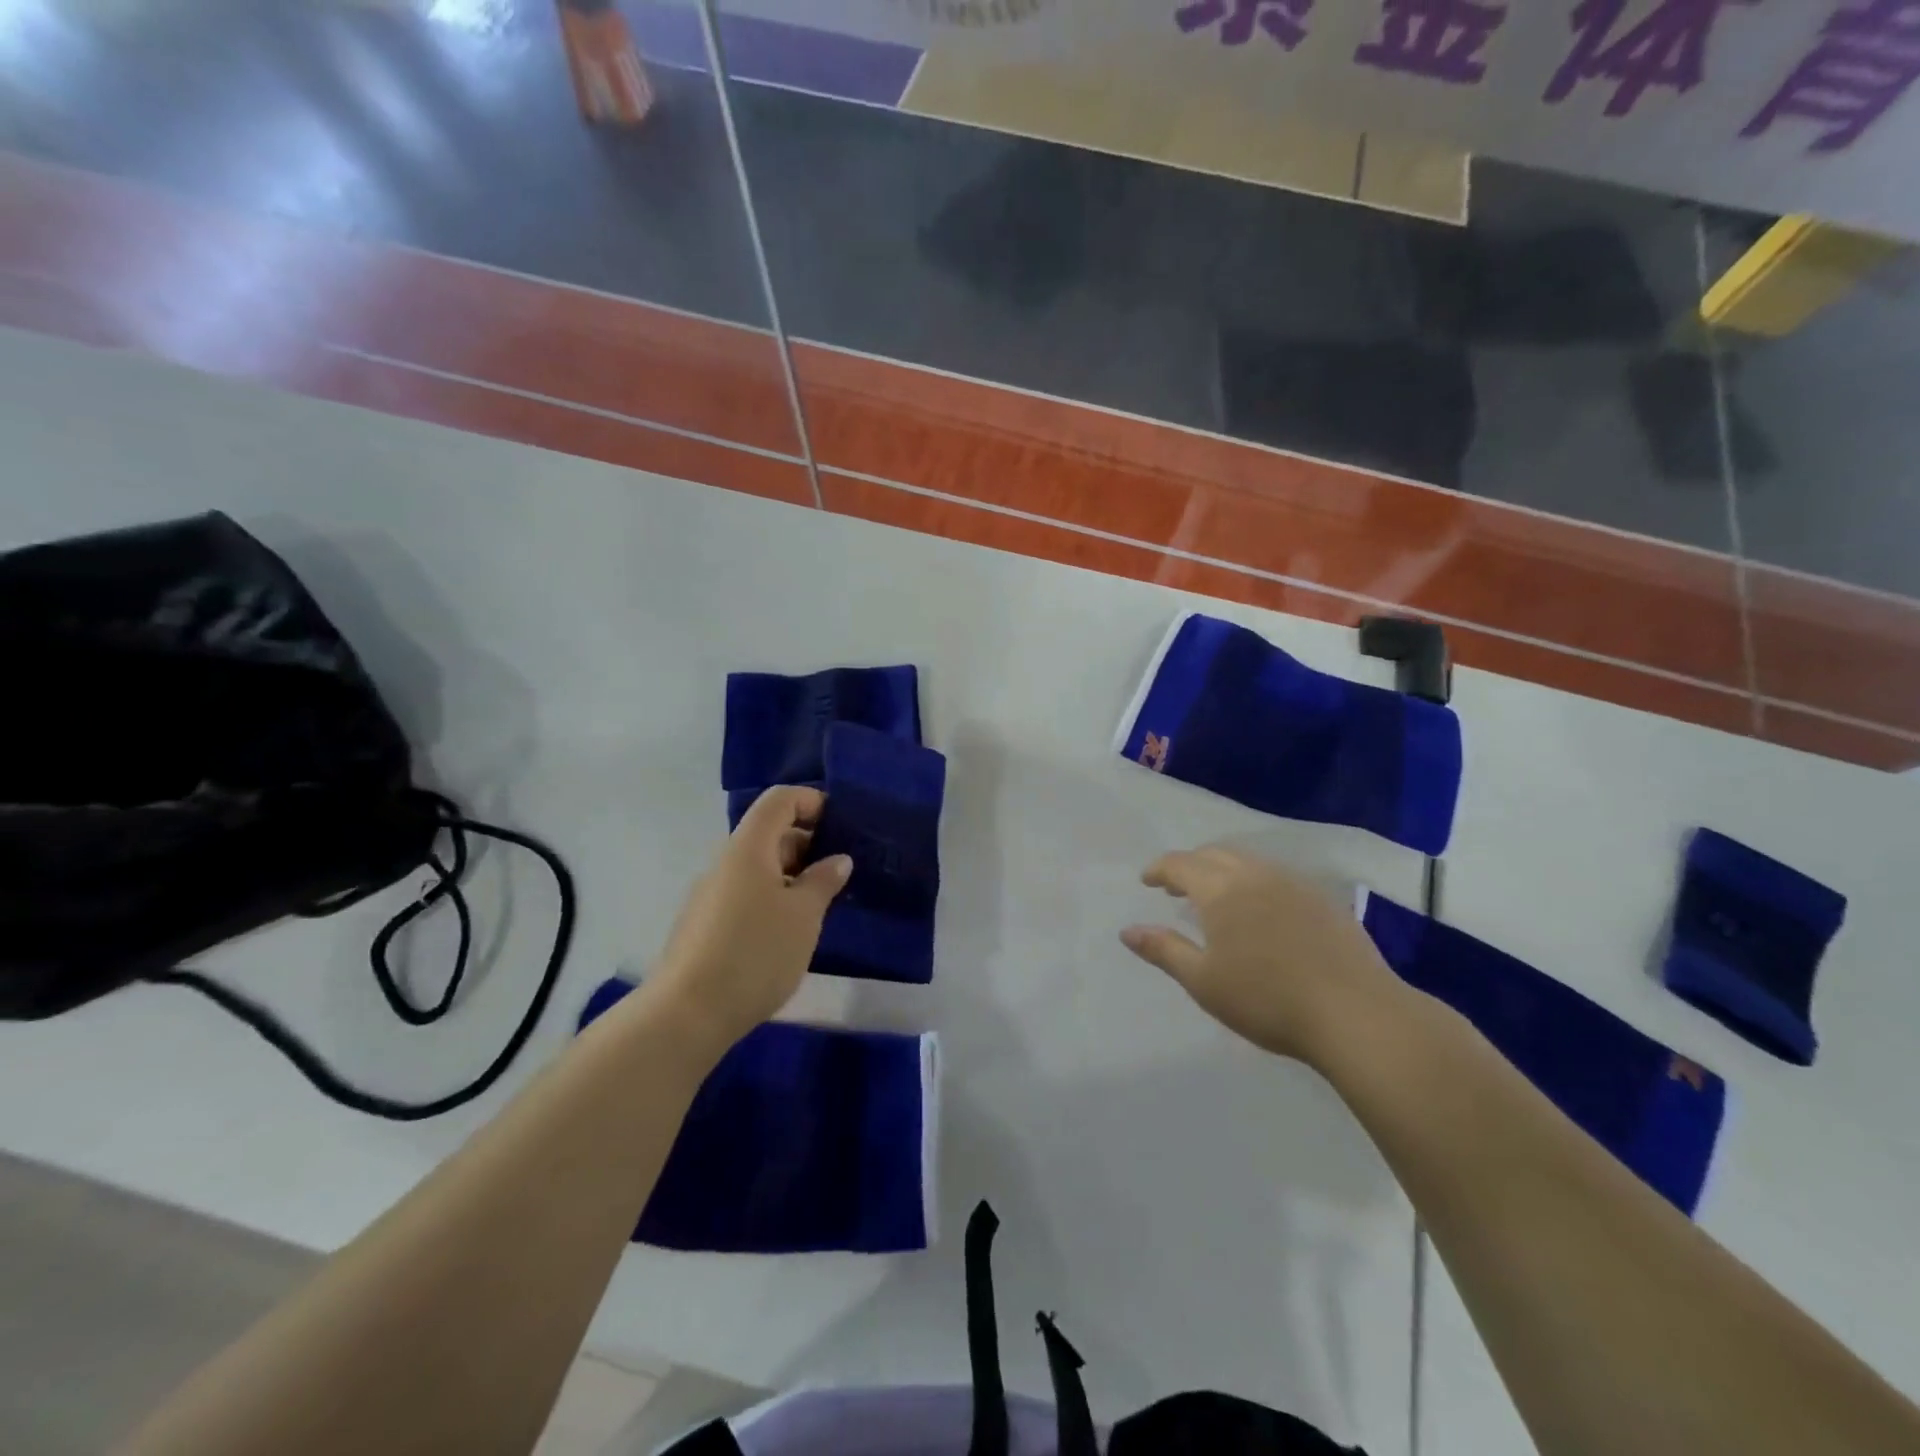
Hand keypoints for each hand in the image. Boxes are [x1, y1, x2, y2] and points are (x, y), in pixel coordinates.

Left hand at [649, 786, 850, 1053]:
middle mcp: (726, 862)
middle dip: (809, 843)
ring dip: (794, 875)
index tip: (842, 826)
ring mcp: (711, 893)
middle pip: (770, 832)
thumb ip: (823, 881)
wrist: (687, 1014)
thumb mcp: (804, 915)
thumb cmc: (755, 953)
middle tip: (841, 872)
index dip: (812, 802)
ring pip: (759, 867)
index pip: (780, 799)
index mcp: (749, 847)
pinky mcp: (706, 924)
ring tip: (823, 905)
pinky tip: (792, 931)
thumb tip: (838, 859)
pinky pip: (747, 893)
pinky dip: (775, 898)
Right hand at [1121, 846, 1408, 1066]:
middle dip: (1190, 865)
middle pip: (1214, 854)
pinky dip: (1255, 881)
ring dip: (1223, 870)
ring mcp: (1294, 883)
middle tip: (1176, 887)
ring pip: (1248, 861)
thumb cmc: (1268, 1000)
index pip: (1181, 864)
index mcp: (1221, 890)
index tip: (1147, 881)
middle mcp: (1256, 875)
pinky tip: (1261, 911)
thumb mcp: (1204, 981)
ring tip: (1216, 897)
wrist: (1356, 1013)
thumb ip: (1163, 950)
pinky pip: (1277, 876)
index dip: (1160, 869)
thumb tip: (1127, 930)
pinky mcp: (1323, 899)